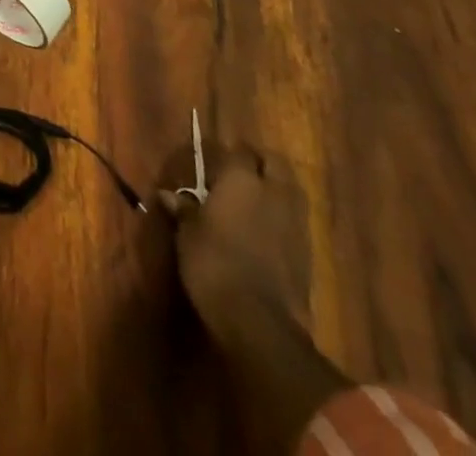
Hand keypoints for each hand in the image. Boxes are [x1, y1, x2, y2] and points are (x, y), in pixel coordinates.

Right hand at [160, 137, 308, 343]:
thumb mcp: (188, 235)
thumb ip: (184, 210)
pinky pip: (295, 220)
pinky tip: (266, 232)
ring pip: (290, 189)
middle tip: (238, 175)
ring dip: (275, 189)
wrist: (260, 323)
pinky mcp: (308, 252)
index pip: (237, 151)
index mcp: (241, 178)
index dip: (225, 156)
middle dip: (259, 163)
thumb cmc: (214, 265)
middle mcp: (272, 191)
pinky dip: (283, 219)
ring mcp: (295, 222)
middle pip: (274, 162)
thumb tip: (167, 195)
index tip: (211, 167)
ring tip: (254, 201)